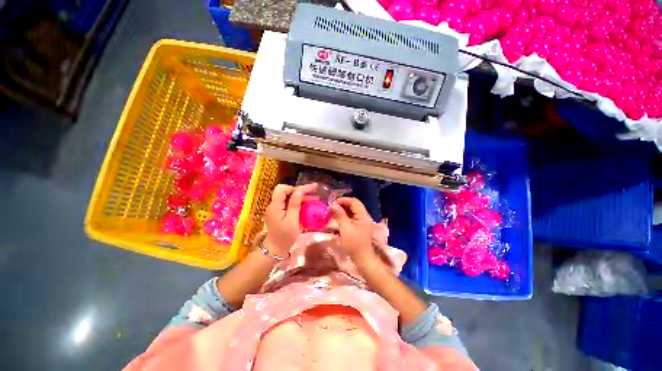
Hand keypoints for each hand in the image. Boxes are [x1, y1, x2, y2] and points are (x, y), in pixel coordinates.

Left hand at [263, 183, 316, 255]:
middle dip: (300, 191)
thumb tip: (300, 190)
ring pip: (288, 197)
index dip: (296, 188)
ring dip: (300, 197)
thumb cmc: (285, 236)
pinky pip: (288, 204)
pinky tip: (306, 205)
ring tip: (314, 198)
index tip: (309, 190)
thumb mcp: (292, 220)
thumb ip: (295, 204)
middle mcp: (274, 205)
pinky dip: (297, 203)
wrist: (275, 250)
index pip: (283, 189)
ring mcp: (276, 209)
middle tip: (313, 192)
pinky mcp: (279, 213)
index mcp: (275, 205)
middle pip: (286, 191)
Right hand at [330, 197, 374, 263]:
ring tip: (333, 212)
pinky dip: (345, 216)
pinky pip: (352, 218)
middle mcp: (364, 216)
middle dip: (342, 205)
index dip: (344, 200)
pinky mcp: (359, 227)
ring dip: (343, 210)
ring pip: (352, 212)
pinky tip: (337, 219)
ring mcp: (362, 222)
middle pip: (353, 206)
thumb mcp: (345, 228)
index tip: (333, 202)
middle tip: (332, 207)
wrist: (362, 258)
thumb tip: (333, 205)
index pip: (354, 202)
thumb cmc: (354, 243)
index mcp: (363, 215)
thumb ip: (340, 215)